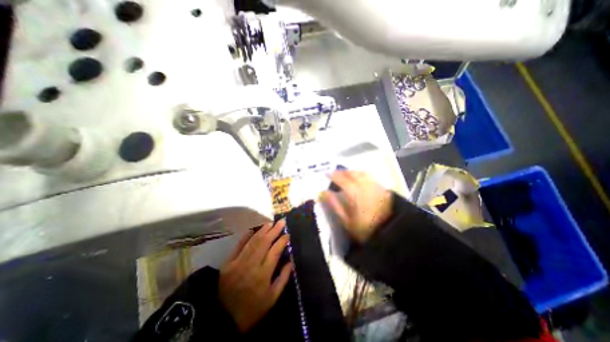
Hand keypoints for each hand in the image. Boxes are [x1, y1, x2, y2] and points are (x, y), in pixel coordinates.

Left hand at [219, 219, 291, 333]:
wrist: (223, 320)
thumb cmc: (252, 310)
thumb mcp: (272, 299)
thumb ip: (283, 279)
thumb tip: (291, 261)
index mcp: (263, 275)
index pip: (275, 251)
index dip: (282, 241)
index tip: (287, 234)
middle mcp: (251, 265)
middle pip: (264, 243)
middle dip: (274, 230)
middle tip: (281, 222)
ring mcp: (238, 262)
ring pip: (253, 242)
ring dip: (262, 231)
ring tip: (270, 223)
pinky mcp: (228, 263)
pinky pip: (238, 246)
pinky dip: (246, 237)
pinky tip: (253, 230)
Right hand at [322, 172, 393, 242]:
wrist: (391, 234)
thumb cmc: (365, 230)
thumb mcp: (346, 221)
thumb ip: (334, 205)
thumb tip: (322, 193)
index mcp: (355, 194)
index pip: (342, 180)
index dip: (333, 175)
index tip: (326, 174)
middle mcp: (366, 186)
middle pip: (353, 174)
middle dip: (343, 172)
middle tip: (335, 173)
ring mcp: (376, 186)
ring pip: (362, 173)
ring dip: (352, 172)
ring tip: (346, 175)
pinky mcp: (383, 189)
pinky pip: (370, 177)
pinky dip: (362, 175)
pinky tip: (359, 179)